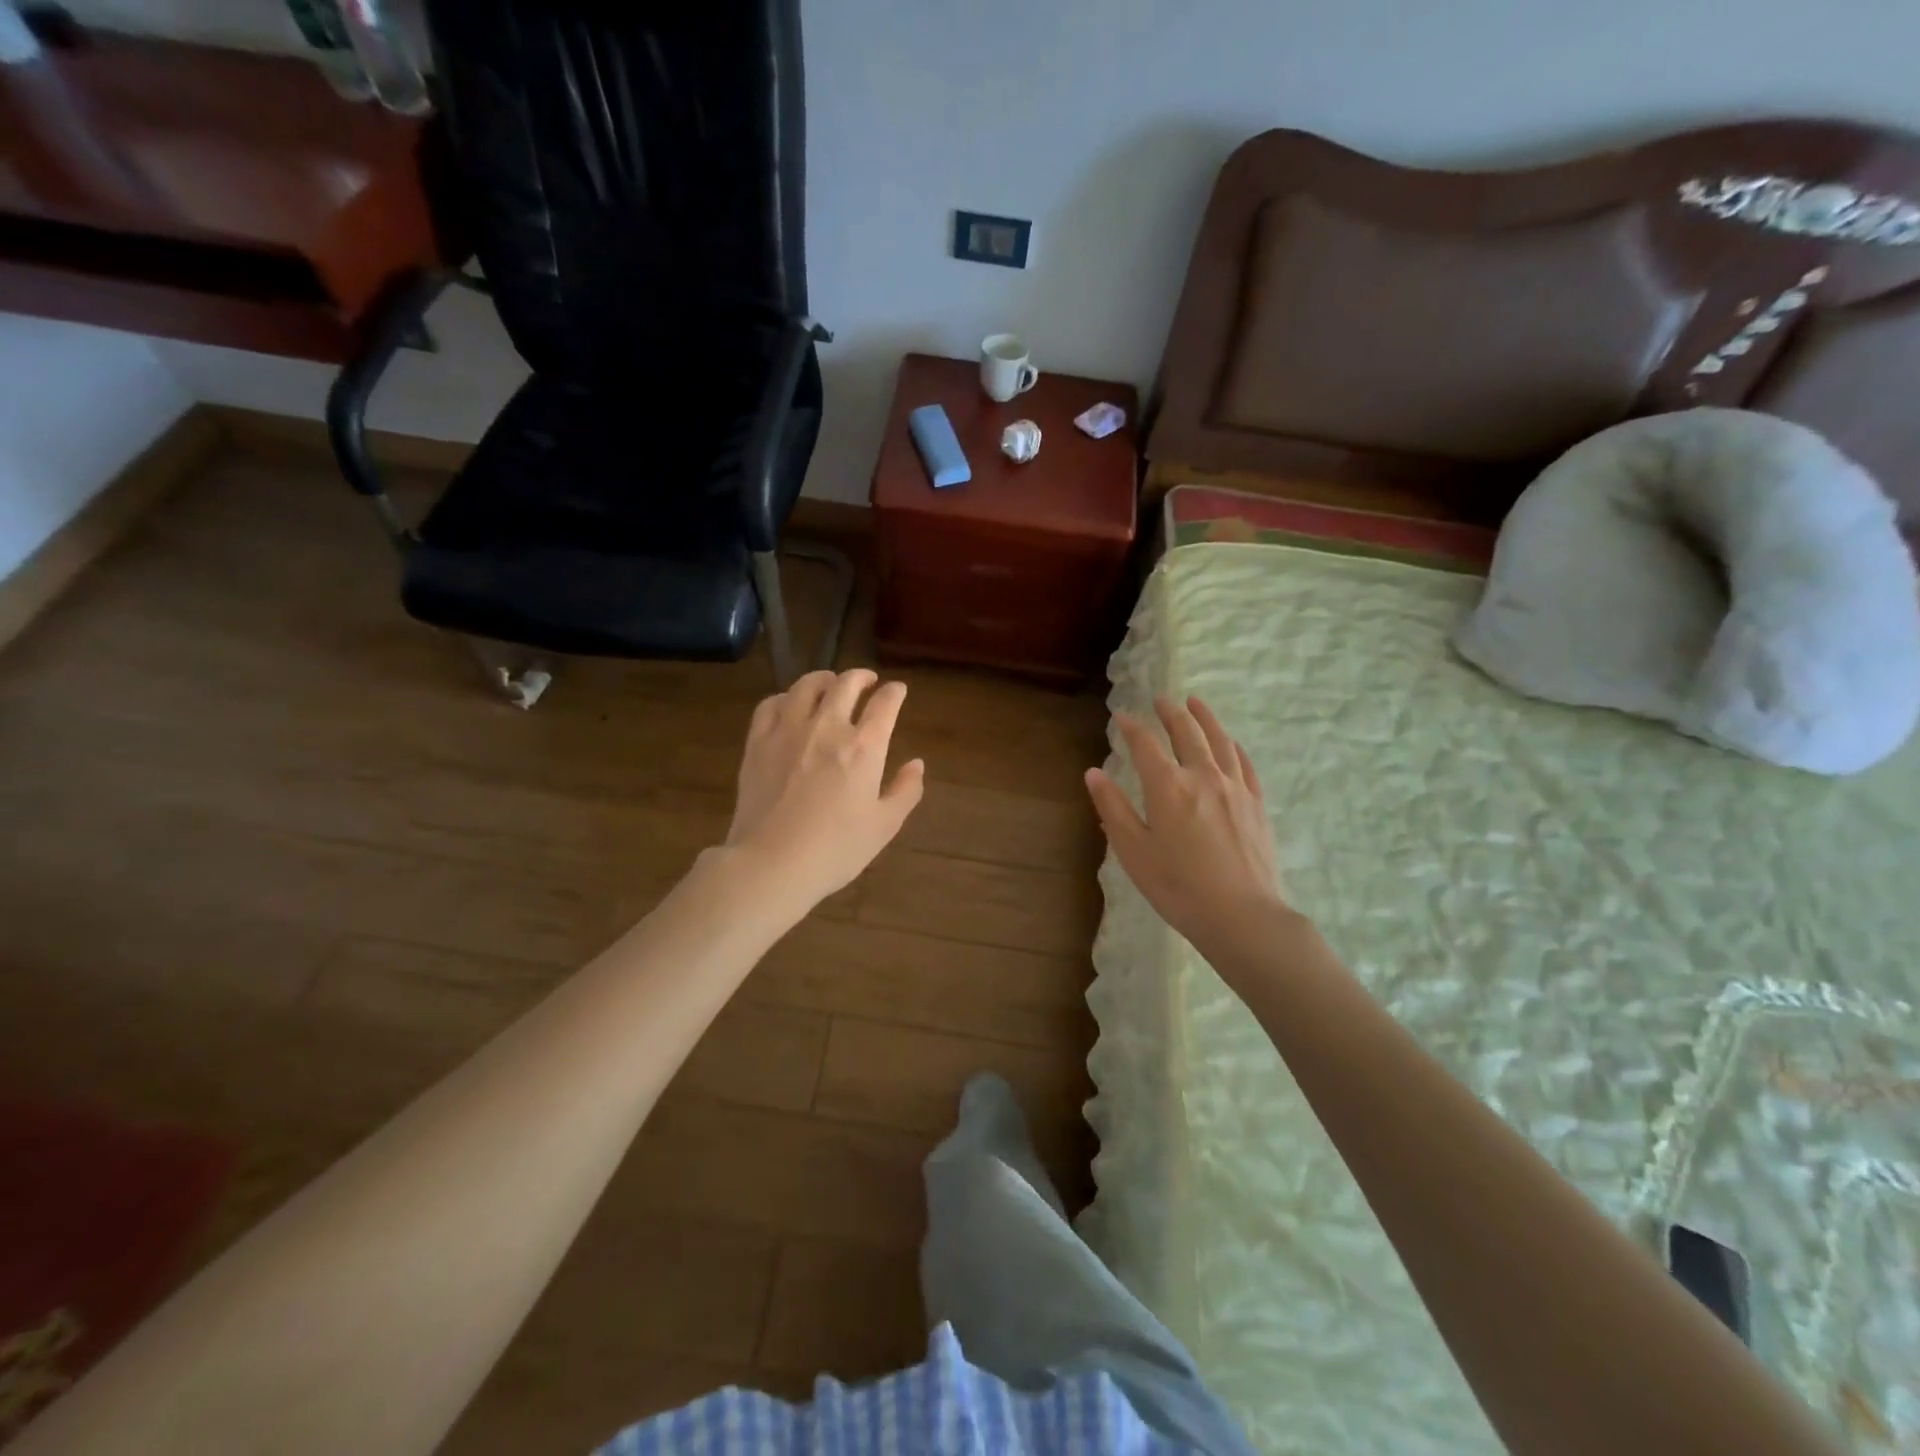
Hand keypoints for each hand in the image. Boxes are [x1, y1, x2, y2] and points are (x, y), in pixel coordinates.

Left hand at [725, 668, 925, 906]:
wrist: (772, 863)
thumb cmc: (836, 849)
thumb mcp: (884, 826)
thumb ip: (905, 791)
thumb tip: (916, 764)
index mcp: (864, 747)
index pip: (884, 704)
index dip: (894, 692)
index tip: (897, 690)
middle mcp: (827, 727)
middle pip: (846, 684)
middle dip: (861, 677)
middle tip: (867, 681)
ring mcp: (788, 731)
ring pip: (807, 686)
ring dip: (824, 679)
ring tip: (829, 683)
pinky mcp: (758, 742)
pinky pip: (771, 704)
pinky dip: (785, 697)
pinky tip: (789, 705)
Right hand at [1084, 695, 1292, 957]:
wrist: (1242, 916)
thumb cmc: (1178, 887)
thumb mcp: (1134, 851)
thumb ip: (1113, 808)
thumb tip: (1093, 773)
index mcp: (1168, 787)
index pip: (1145, 744)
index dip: (1131, 726)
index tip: (1120, 716)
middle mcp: (1203, 776)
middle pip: (1186, 732)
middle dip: (1170, 712)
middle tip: (1160, 698)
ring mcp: (1235, 788)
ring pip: (1219, 740)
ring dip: (1205, 718)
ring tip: (1195, 702)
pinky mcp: (1256, 804)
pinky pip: (1244, 763)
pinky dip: (1233, 746)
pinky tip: (1230, 743)